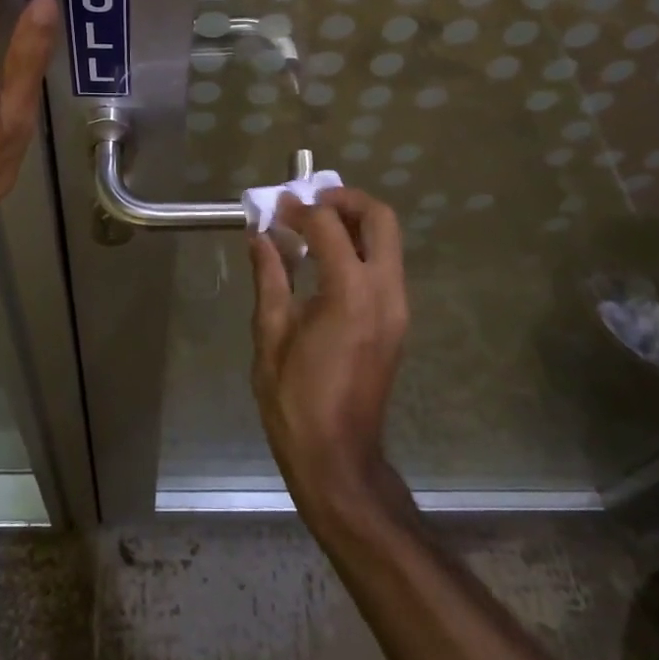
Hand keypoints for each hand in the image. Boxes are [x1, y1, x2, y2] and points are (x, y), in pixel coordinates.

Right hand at [249, 188, 410, 525]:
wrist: (338, 458)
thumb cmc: (295, 399)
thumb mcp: (270, 333)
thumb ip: (270, 276)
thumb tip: (260, 235)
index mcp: (350, 293)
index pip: (329, 226)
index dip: (299, 210)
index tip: (275, 209)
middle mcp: (385, 291)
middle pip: (380, 219)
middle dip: (345, 201)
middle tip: (310, 204)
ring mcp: (398, 307)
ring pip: (389, 241)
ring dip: (355, 223)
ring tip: (314, 229)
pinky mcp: (398, 321)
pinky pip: (385, 266)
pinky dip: (360, 249)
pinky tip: (326, 263)